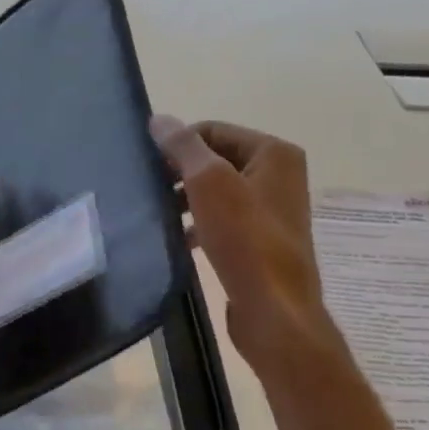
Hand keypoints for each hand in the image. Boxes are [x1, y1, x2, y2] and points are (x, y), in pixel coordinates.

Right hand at [150, 115, 338, 372]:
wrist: (274, 310)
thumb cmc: (244, 239)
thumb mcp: (208, 182)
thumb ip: (183, 146)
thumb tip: (160, 119)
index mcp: (274, 153)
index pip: (213, 130)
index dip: (178, 144)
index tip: (149, 168)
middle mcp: (279, 175)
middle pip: (216, 160)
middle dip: (181, 173)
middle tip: (150, 191)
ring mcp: (272, 209)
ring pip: (217, 192)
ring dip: (187, 200)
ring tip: (160, 216)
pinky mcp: (261, 240)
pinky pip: (223, 220)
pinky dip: (200, 224)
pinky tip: (179, 239)